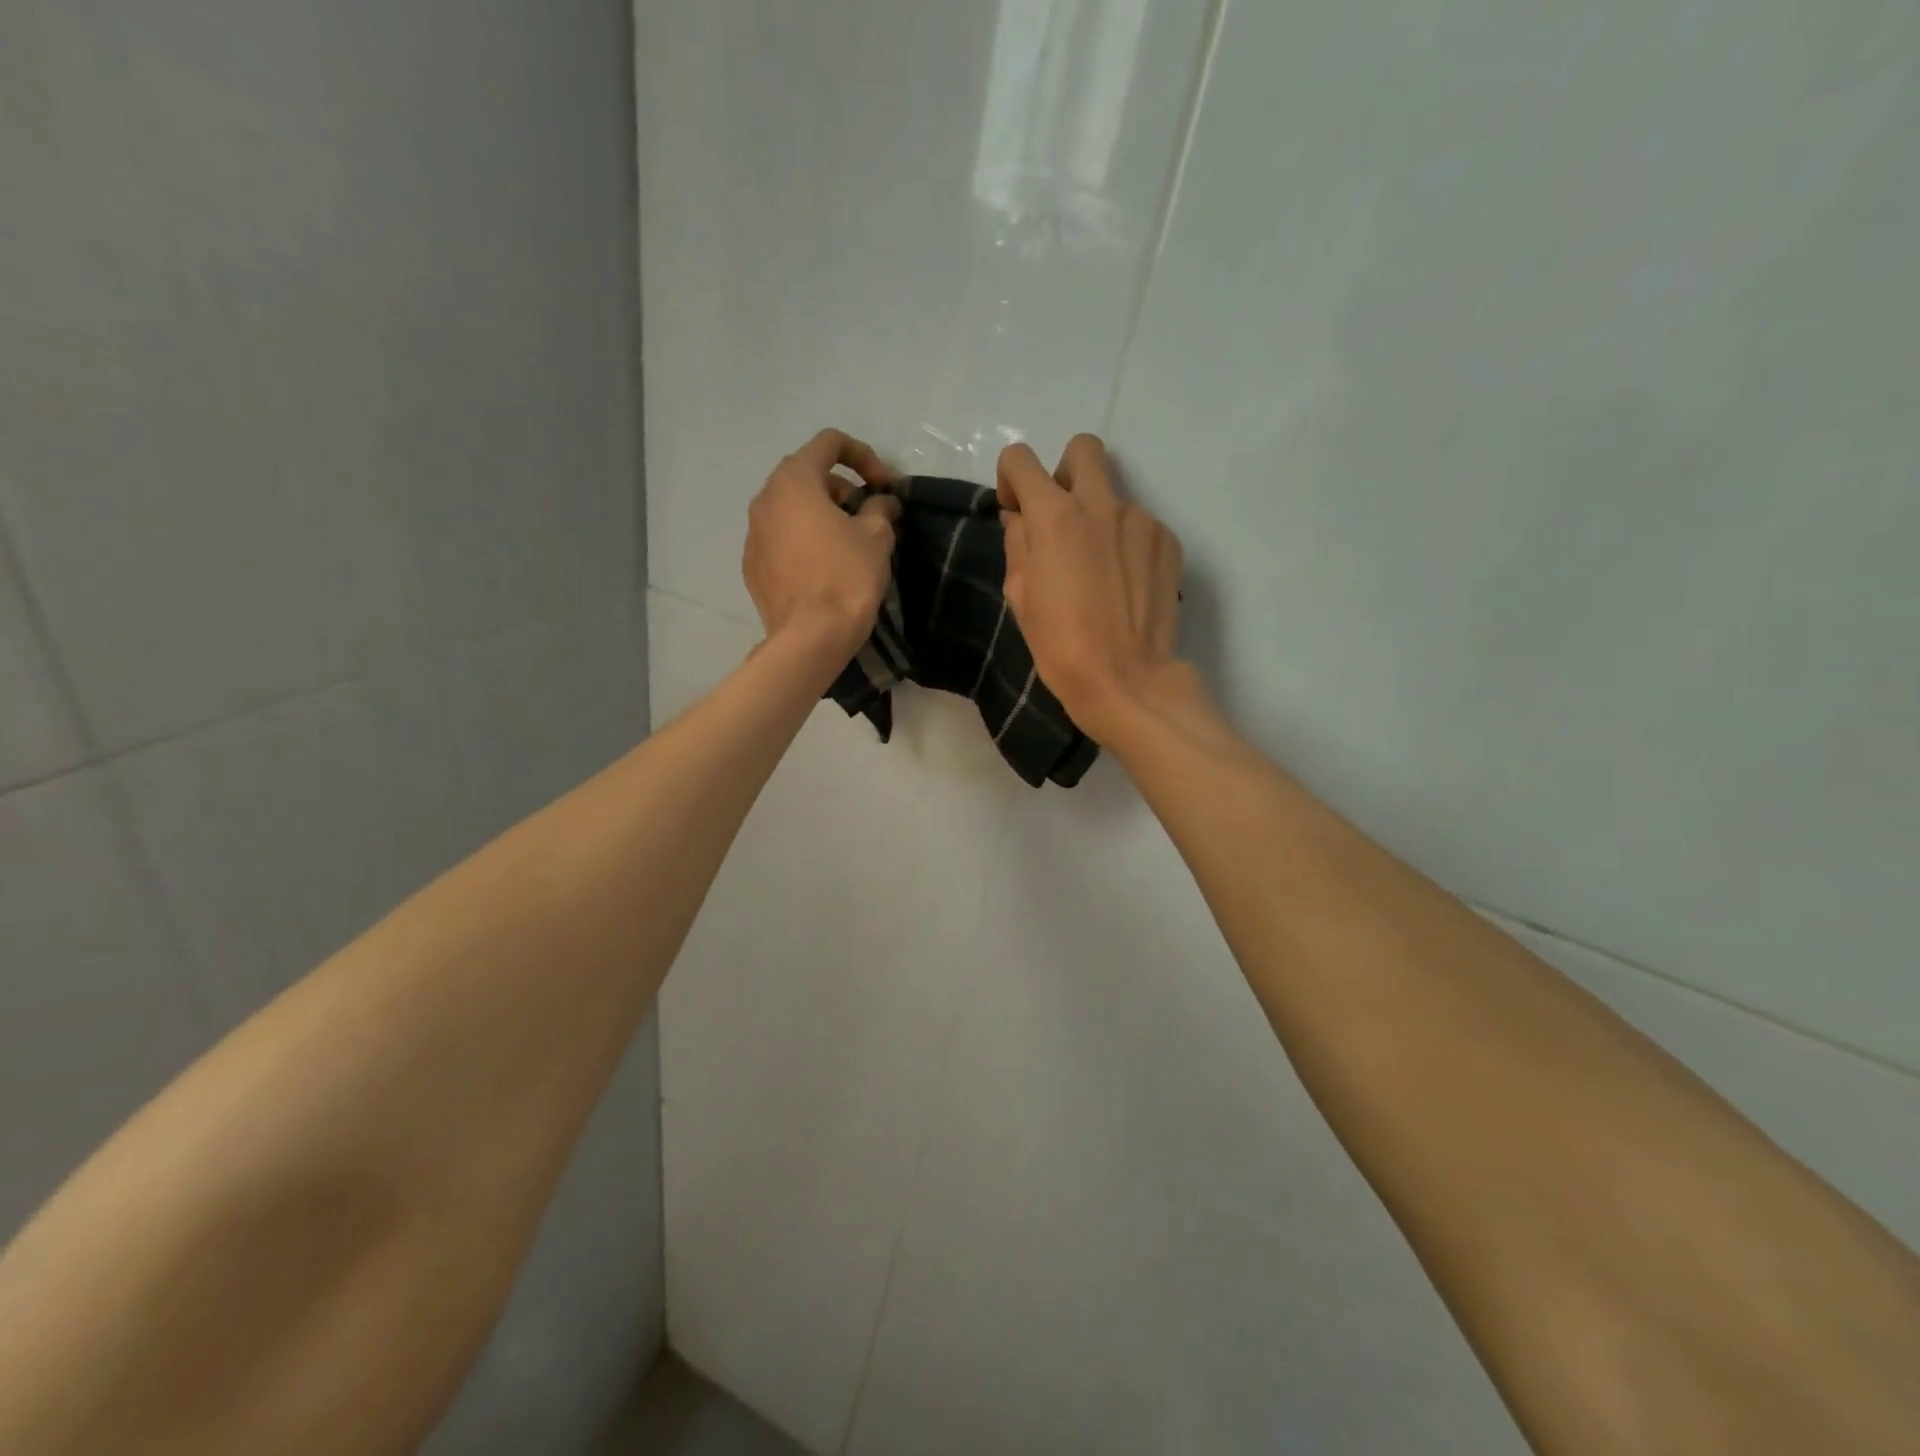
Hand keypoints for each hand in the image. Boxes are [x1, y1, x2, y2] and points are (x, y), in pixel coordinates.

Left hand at [743, 428, 902, 657]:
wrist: (811, 637)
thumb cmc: (847, 577)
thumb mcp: (877, 537)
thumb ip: (880, 508)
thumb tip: (881, 502)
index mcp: (794, 480)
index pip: (829, 443)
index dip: (864, 456)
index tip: (884, 486)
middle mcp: (765, 499)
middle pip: (807, 476)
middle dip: (841, 489)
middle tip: (868, 516)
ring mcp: (753, 534)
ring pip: (791, 509)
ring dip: (821, 516)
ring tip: (847, 544)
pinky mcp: (752, 566)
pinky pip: (781, 540)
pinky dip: (803, 542)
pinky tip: (824, 568)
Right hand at [996, 434, 1184, 735]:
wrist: (1125, 679)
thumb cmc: (1060, 644)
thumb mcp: (1020, 595)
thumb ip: (1018, 543)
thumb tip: (1021, 518)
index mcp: (1054, 516)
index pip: (1021, 458)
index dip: (1011, 479)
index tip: (1016, 511)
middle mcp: (1100, 504)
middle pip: (1083, 449)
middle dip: (1064, 472)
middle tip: (1061, 518)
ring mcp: (1141, 519)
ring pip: (1113, 496)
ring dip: (1098, 518)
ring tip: (1098, 571)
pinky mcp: (1168, 540)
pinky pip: (1139, 526)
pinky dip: (1126, 544)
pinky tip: (1124, 584)